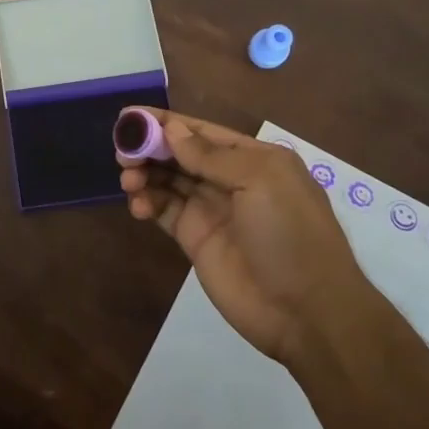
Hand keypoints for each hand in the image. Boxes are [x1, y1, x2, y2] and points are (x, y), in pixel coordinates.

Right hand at [120, 110, 367, 365]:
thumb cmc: (290, 234)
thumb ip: (211, 155)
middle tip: (122, 151)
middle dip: (149, 147)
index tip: (128, 115)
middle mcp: (230, 179)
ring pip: (167, 180)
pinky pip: (164, 210)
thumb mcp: (260, 181)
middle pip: (179, 153)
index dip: (165, 122)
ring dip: (144, 173)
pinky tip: (138, 205)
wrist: (306, 312)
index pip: (201, 131)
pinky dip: (146, 202)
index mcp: (253, 158)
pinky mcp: (194, 239)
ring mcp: (211, 210)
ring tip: (128, 179)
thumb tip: (171, 129)